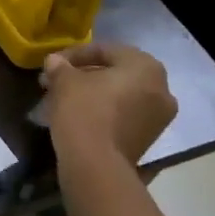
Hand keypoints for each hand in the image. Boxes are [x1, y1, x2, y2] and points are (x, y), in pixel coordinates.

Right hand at [43, 42, 176, 172]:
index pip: (106, 50)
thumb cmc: (84, 111)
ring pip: (121, 96)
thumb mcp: (65, 82)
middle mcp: (162, 88)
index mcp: (145, 66)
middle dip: (86, 75)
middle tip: (58, 81)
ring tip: (65, 99)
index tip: (52, 64)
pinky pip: (125, 115)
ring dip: (95, 94)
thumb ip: (60, 67)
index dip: (74, 54)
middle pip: (116, 73)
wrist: (96, 164)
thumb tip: (55, 62)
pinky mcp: (149, 139)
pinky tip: (79, 116)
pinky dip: (104, 112)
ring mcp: (159, 117)